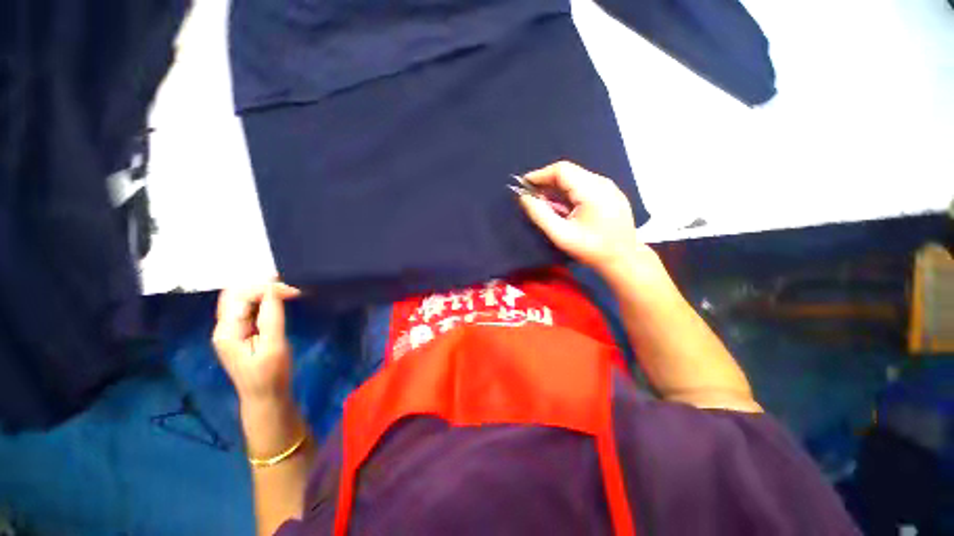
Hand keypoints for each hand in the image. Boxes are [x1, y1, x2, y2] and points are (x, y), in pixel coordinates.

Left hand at [212, 282, 300, 403]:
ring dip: (263, 292)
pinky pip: (248, 308)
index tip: (294, 291)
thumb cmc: (271, 374)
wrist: (265, 397)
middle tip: (289, 288)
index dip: (266, 288)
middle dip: (262, 286)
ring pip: (241, 299)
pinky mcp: (241, 333)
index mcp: (227, 331)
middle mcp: (224, 327)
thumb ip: (271, 316)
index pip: (240, 296)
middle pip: (235, 294)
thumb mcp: (274, 345)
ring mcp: (231, 330)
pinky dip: (263, 301)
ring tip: (287, 292)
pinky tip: (278, 302)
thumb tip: (273, 288)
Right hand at [518, 161, 646, 273]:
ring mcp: (609, 187)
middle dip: (547, 181)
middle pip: (569, 172)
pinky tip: (563, 205)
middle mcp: (602, 182)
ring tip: (544, 201)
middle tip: (532, 195)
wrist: (624, 259)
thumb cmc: (591, 249)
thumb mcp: (561, 235)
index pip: (561, 170)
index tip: (523, 184)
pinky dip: (569, 191)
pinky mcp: (611, 194)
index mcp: (592, 190)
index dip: (540, 175)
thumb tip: (524, 198)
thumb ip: (540, 215)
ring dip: (557, 187)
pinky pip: (585, 185)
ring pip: (576, 178)